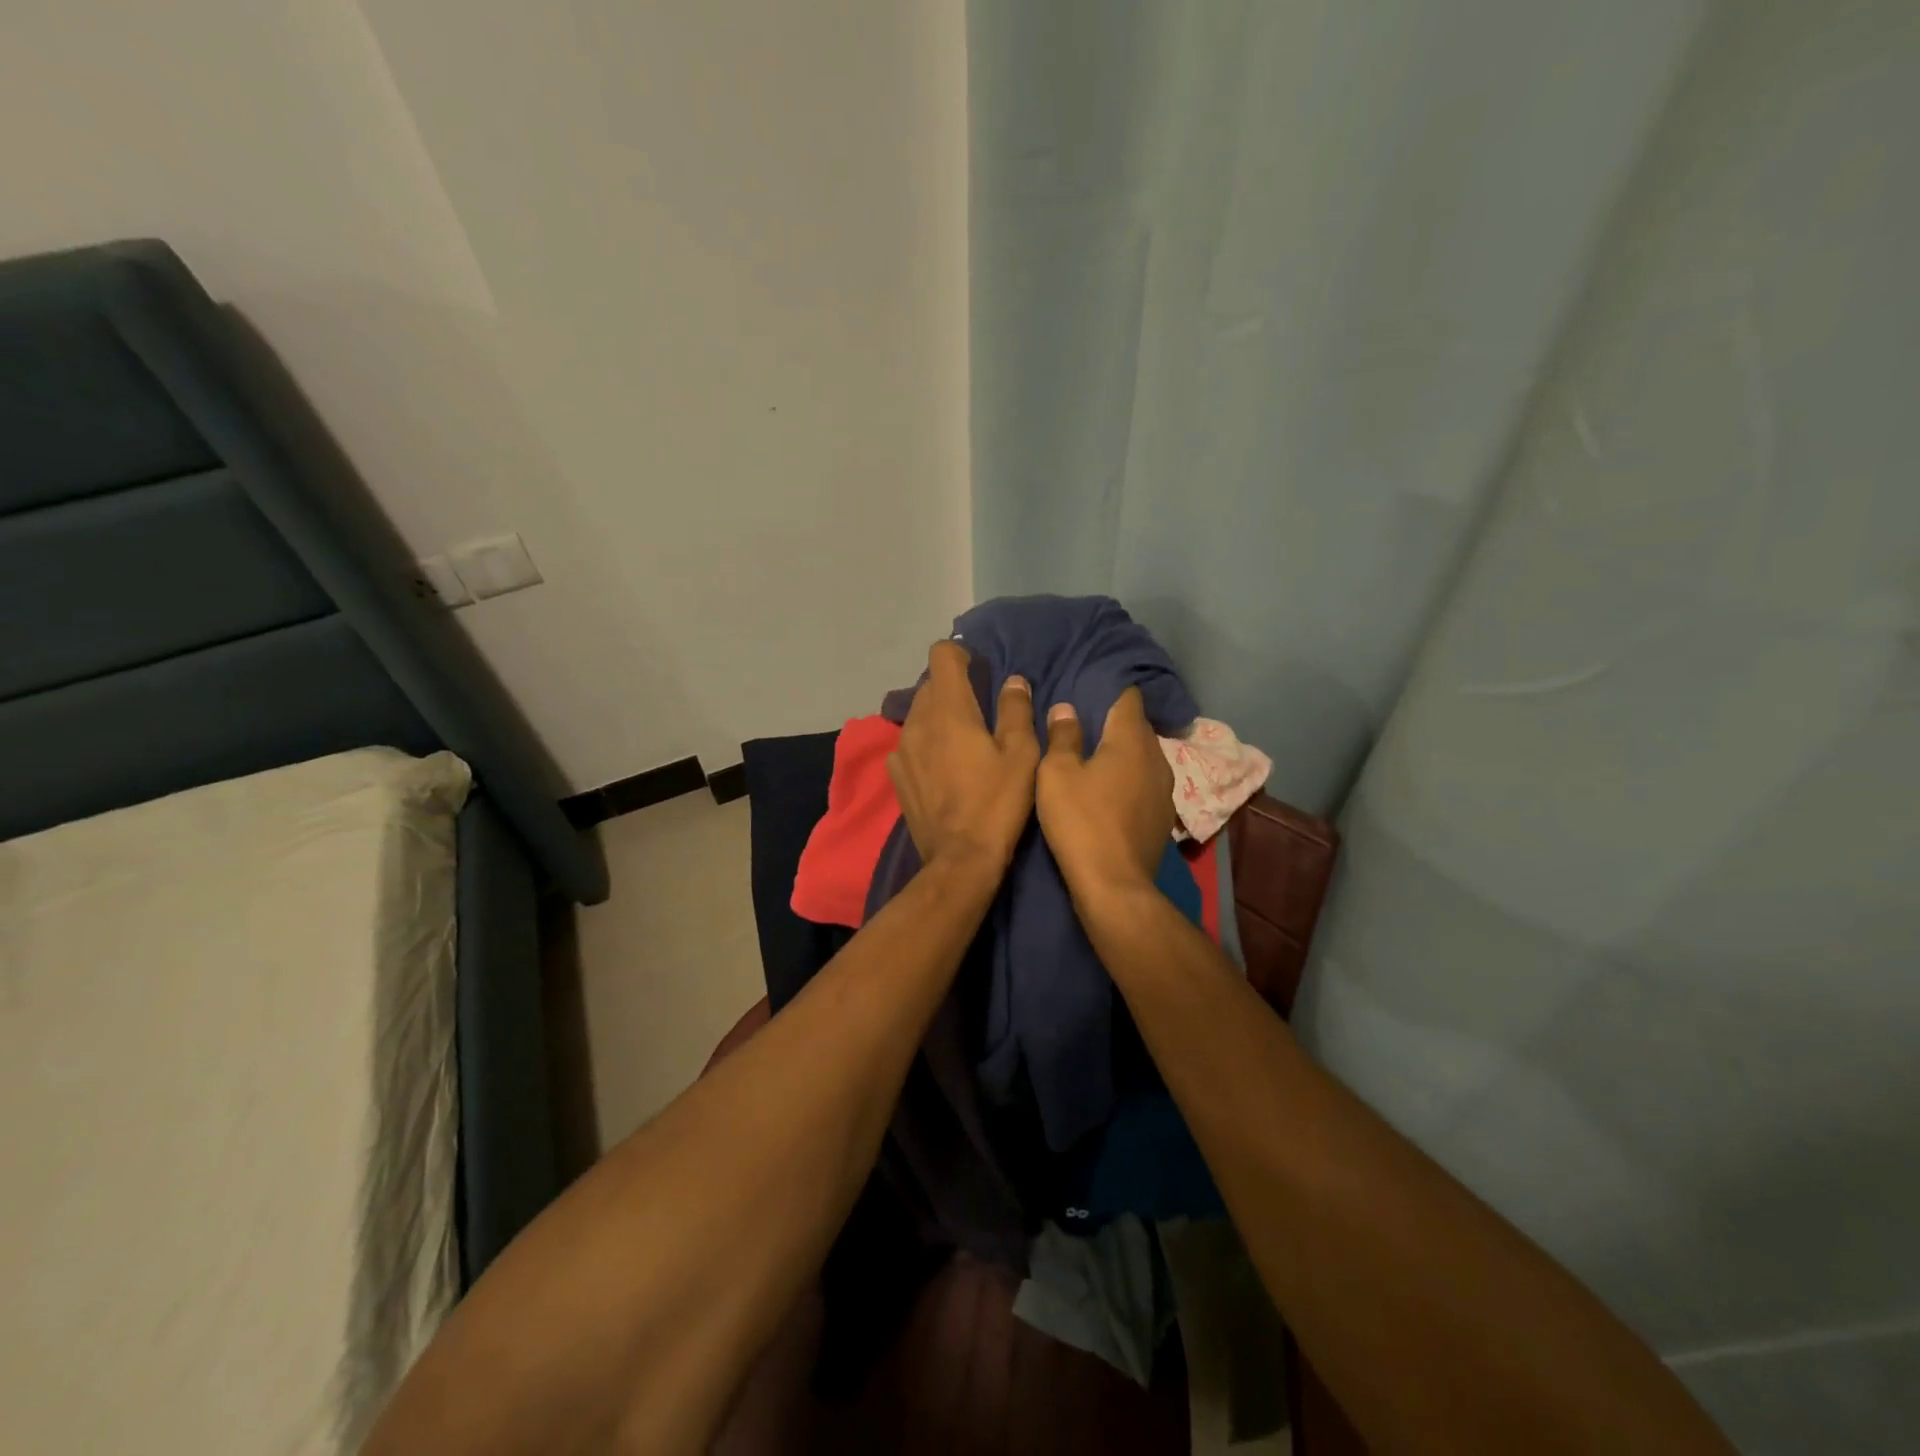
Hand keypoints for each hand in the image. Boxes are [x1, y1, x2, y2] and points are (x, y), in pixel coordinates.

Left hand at [888, 641, 1039, 874]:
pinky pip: (910, 742)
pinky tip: (943, 767)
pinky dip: (926, 742)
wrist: (960, 859)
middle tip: (980, 710)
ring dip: (938, 715)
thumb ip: (1015, 710)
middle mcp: (918, 721)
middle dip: (953, 687)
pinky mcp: (896, 775)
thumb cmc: (998, 803)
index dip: (961, 655)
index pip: (941, 655)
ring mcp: (901, 749)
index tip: (980, 672)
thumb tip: (1013, 681)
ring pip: (918, 712)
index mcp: (949, 710)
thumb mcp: (1022, 755)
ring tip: (962, 740)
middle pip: (930, 683)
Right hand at [1035, 688, 1174, 904]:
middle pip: (1137, 728)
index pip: (1128, 699)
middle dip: (1114, 722)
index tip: (1089, 689)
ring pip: (1143, 757)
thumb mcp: (1057, 773)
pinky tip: (1110, 792)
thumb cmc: (1081, 821)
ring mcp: (1165, 789)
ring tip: (1096, 758)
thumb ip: (1063, 737)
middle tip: (1085, 723)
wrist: (1113, 884)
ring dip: (1123, 754)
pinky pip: (1145, 783)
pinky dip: (1129, 780)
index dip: (1110, 690)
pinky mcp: (1162, 816)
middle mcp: (1156, 757)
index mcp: (1131, 740)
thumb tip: (1066, 709)